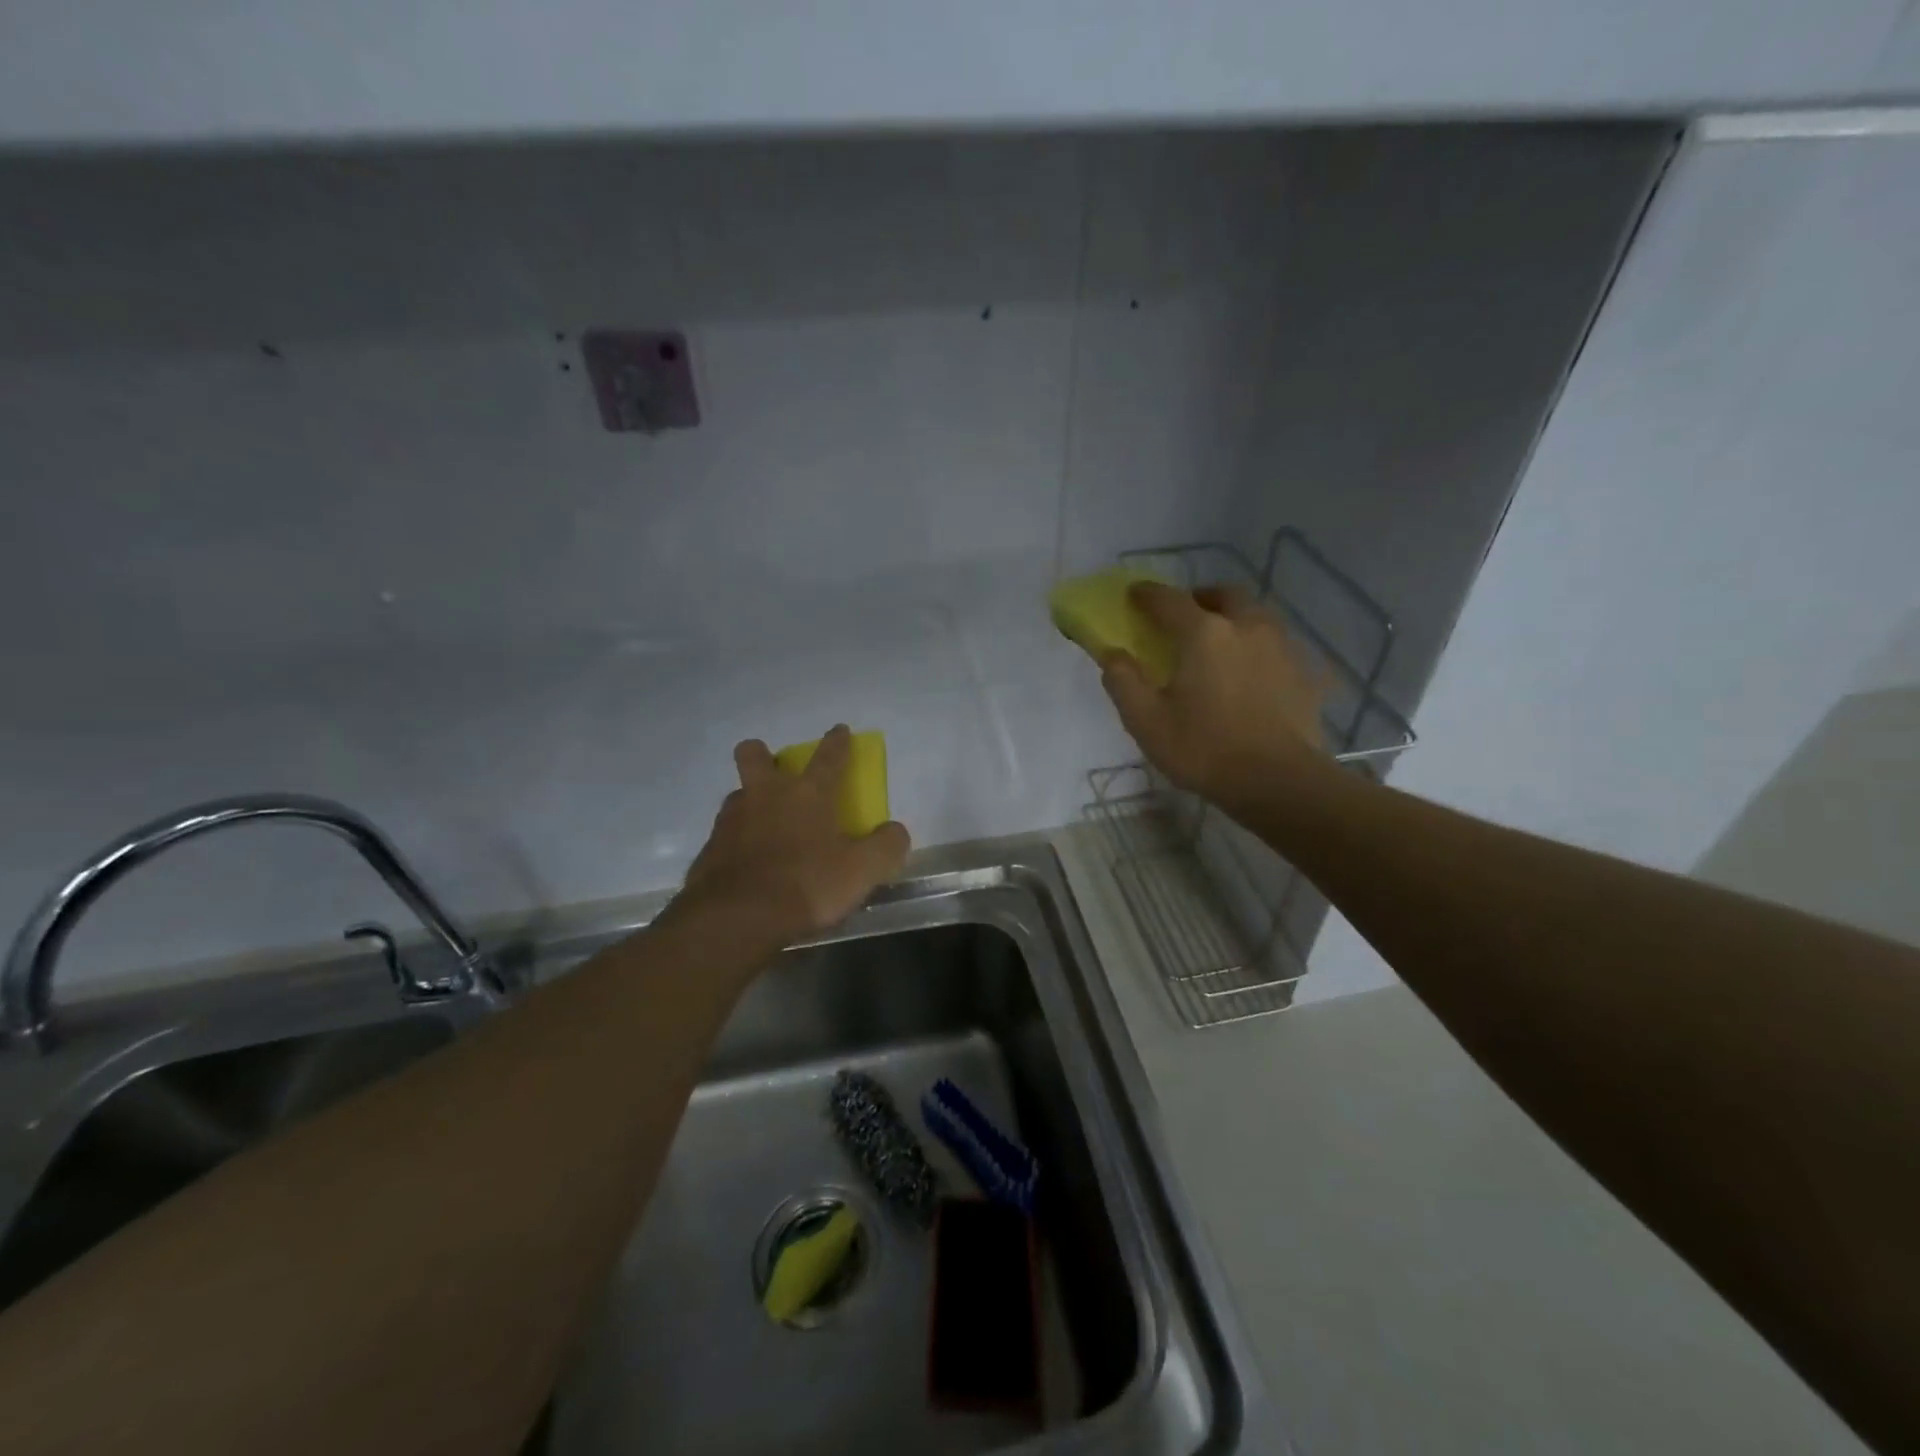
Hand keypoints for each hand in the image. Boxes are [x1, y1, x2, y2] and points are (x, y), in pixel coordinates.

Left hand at [679, 724, 911, 946]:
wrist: (737, 918)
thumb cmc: (806, 885)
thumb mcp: (862, 870)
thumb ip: (886, 846)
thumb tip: (895, 831)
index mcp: (808, 794)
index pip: (828, 757)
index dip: (837, 742)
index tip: (839, 730)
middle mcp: (766, 796)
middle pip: (755, 756)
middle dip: (763, 754)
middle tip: (776, 771)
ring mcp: (731, 820)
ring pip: (738, 794)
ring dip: (750, 801)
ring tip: (764, 827)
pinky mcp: (709, 850)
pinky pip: (725, 835)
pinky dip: (737, 842)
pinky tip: (748, 865)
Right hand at [1101, 583, 1332, 812]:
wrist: (1279, 782)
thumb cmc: (1204, 749)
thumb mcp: (1146, 721)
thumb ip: (1123, 681)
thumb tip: (1112, 654)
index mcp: (1204, 633)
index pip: (1169, 600)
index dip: (1147, 594)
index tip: (1133, 594)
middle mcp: (1246, 627)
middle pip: (1224, 595)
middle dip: (1201, 598)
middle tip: (1185, 617)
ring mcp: (1282, 648)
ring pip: (1257, 616)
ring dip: (1235, 618)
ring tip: (1221, 643)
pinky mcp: (1305, 673)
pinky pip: (1279, 647)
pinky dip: (1260, 649)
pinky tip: (1254, 673)